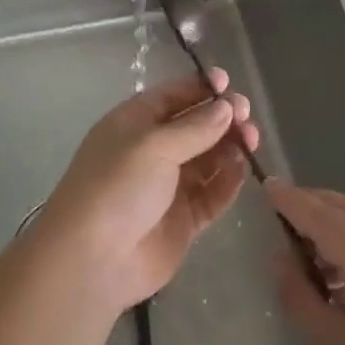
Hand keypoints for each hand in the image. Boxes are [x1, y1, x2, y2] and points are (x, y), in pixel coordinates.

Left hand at [40, 70, 259, 312]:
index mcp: (136, 123)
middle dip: (221, 117)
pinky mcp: (183, 219)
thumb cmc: (117, 186)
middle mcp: (153, 150)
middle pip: (195, 126)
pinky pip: (211, 194)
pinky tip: (243, 169)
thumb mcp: (154, 146)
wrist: (93, 260)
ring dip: (229, 146)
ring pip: (207, 159)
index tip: (228, 84)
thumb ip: (195, 127)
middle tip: (246, 116)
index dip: (201, 88)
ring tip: (251, 140)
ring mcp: (168, 186)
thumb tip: (226, 107)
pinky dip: (228, 181)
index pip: (173, 96)